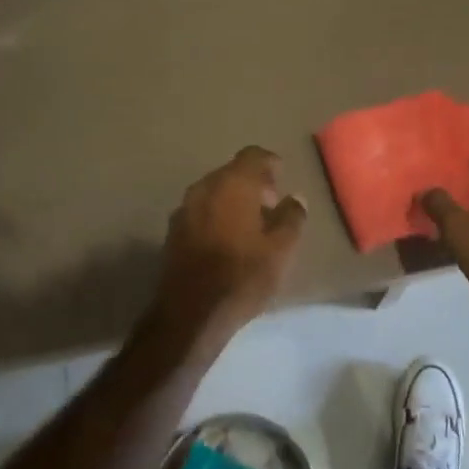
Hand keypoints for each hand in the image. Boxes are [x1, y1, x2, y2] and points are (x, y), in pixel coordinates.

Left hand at [156, 146, 307, 349]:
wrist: (190, 313)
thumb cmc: (242, 276)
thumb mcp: (281, 249)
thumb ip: (292, 217)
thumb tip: (296, 198)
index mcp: (233, 183)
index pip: (253, 155)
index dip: (270, 164)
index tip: (282, 179)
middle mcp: (205, 187)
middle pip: (232, 172)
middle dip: (252, 183)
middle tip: (271, 206)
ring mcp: (185, 208)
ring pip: (214, 191)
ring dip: (233, 200)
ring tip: (251, 226)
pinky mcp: (173, 231)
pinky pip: (201, 210)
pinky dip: (216, 215)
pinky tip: (227, 240)